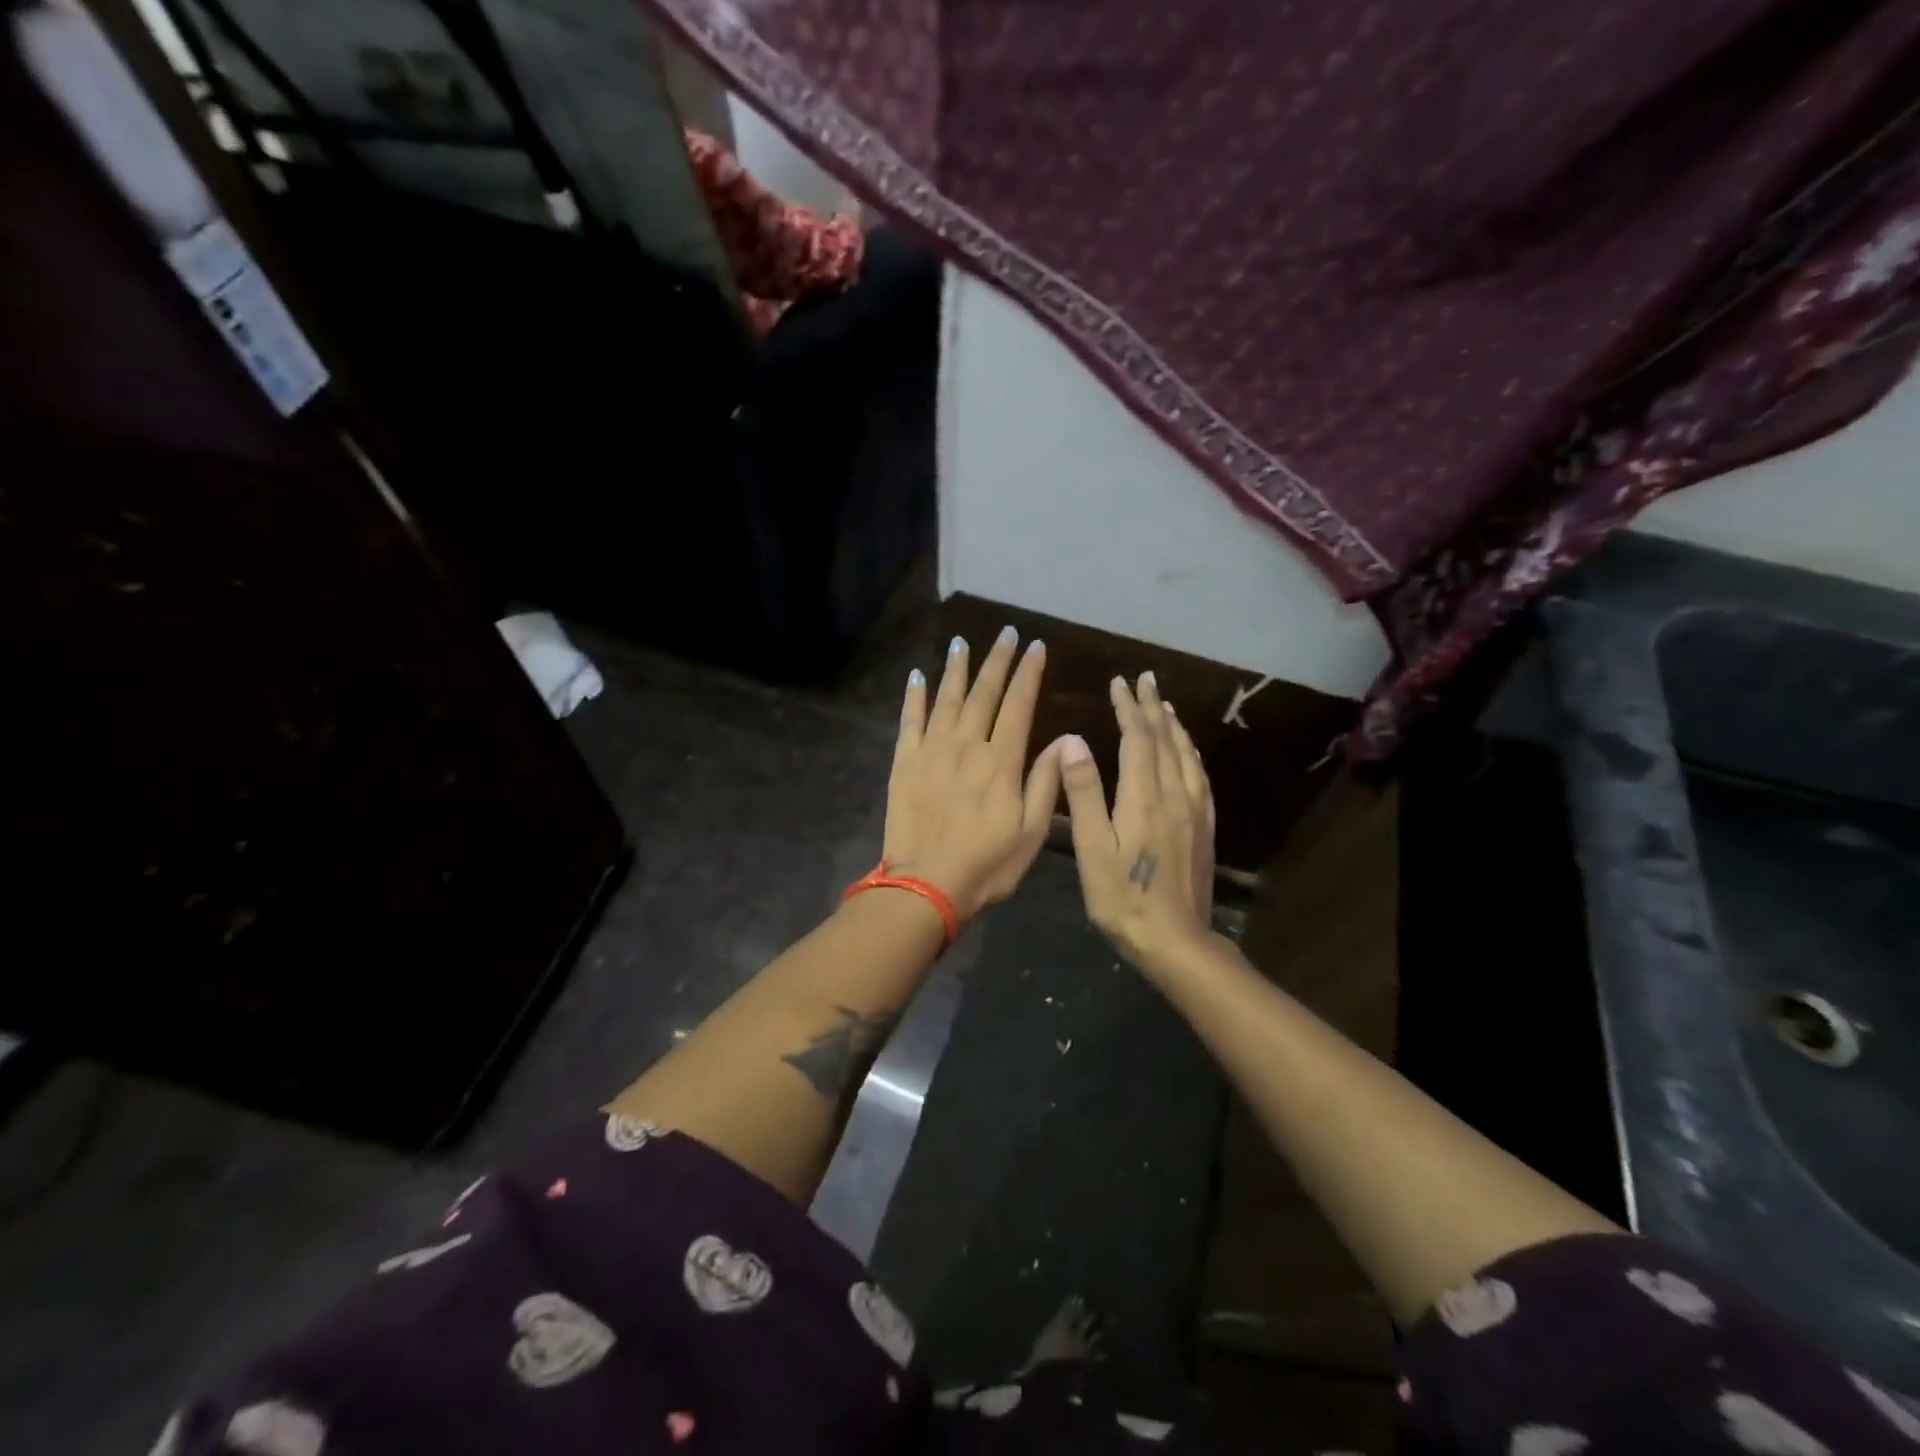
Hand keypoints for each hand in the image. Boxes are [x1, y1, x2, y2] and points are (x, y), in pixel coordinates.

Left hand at [882, 628, 1062, 919]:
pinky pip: (909, 720)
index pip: (1019, 704)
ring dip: (956, 668)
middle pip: (984, 692)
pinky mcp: (905, 762)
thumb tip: (1063, 739)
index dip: (1029, 673)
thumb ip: (1046, 781)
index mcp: (1002, 760)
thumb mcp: (1032, 831)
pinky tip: (918, 676)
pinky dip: (914, 695)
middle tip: (1006, 633)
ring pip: (946, 698)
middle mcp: (967, 744)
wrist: (926, 885)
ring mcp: (932, 750)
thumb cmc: (987, 864)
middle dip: (998, 660)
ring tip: (962, 642)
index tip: (1037, 646)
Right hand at [1056, 672, 1216, 977]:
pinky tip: (1187, 754)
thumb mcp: (1093, 848)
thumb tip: (1074, 740)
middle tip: (1144, 680)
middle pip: (1165, 740)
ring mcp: (1195, 812)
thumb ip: (1084, 792)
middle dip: (1152, 707)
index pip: (1137, 739)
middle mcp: (1175, 796)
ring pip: (1187, 756)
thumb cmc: (1123, 898)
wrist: (1176, 941)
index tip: (1119, 683)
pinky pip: (1200, 777)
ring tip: (1164, 706)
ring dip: (1174, 726)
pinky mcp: (1205, 829)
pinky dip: (1190, 754)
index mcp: (1144, 797)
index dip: (1128, 708)